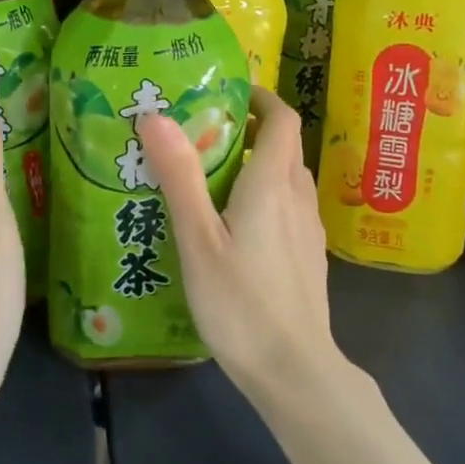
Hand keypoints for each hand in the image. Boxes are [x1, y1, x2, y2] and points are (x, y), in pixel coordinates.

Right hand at [138, 87, 343, 398]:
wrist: (294, 370)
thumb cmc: (241, 303)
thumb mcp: (199, 240)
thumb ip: (180, 177)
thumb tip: (155, 115)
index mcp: (273, 184)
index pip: (282, 118)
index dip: (260, 97)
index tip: (227, 93)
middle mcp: (298, 197)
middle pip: (284, 145)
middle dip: (251, 128)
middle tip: (205, 133)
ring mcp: (308, 229)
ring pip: (288, 177)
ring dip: (259, 162)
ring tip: (213, 176)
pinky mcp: (309, 255)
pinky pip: (289, 206)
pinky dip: (266, 194)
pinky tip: (235, 224)